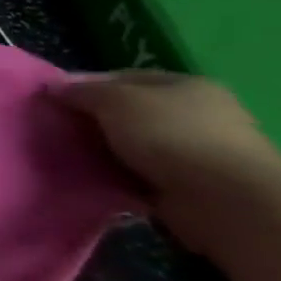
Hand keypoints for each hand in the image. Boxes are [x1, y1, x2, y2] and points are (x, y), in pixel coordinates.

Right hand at [53, 72, 280, 258]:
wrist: (228, 202)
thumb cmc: (171, 135)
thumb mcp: (115, 100)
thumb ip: (82, 91)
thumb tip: (54, 86)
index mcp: (186, 85)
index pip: (122, 77)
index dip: (85, 85)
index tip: (52, 99)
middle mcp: (198, 114)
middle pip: (130, 111)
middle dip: (94, 120)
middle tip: (57, 128)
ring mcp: (199, 153)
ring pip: (135, 145)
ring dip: (106, 150)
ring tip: (71, 156)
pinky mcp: (194, 187)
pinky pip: (144, 175)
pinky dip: (121, 176)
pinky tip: (97, 178)